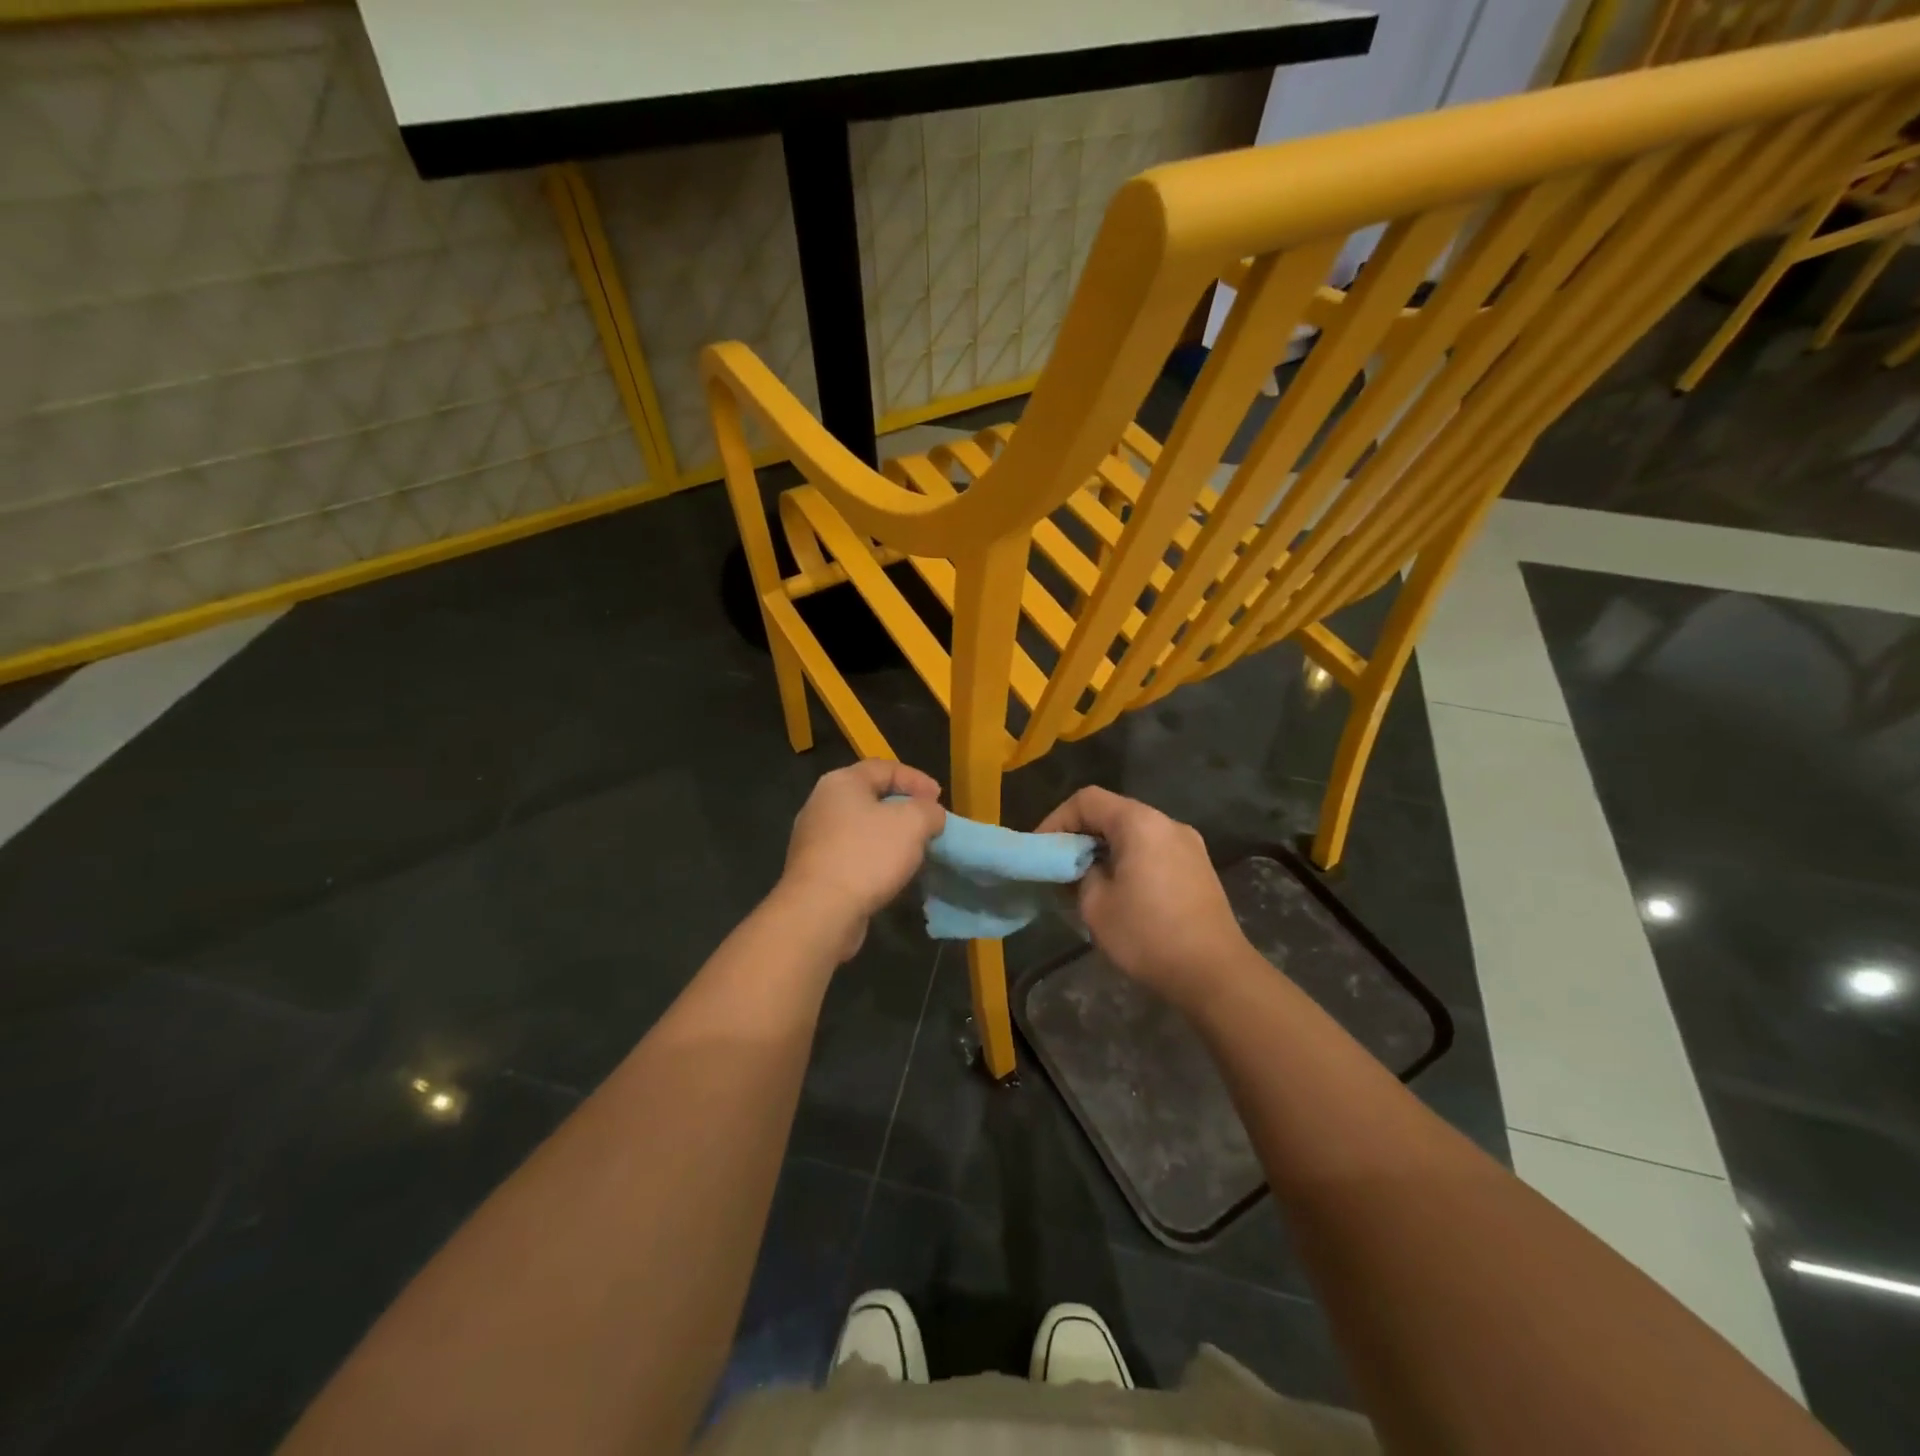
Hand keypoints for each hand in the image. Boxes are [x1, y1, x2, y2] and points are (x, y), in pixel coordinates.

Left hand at [779, 760, 945, 958]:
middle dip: (903, 807)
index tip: (940, 799)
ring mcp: (813, 838)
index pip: (885, 767)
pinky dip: (874, 857)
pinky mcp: (814, 869)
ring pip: (861, 827)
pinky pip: (851, 853)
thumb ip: (929, 810)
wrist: (820, 911)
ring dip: (889, 835)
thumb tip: (930, 814)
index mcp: (841, 782)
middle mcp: (821, 804)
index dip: (917, 779)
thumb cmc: (867, 855)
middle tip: (928, 822)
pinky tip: (890, 872)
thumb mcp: (913, 823)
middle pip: (871, 796)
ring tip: (914, 849)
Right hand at [1037, 786, 1247, 1008]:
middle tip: (1059, 867)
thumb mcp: (1095, 905)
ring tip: (1085, 882)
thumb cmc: (1148, 935)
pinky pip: (1154, 850)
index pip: (1087, 800)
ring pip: (1134, 833)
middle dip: (1080, 836)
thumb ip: (1079, 873)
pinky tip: (1120, 892)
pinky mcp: (1199, 868)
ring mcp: (1189, 844)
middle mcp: (1167, 823)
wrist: (1215, 974)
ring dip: (1105, 850)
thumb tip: (1081, 867)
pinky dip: (1129, 860)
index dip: (1057, 820)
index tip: (1042, 851)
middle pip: (1112, 812)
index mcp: (1140, 823)